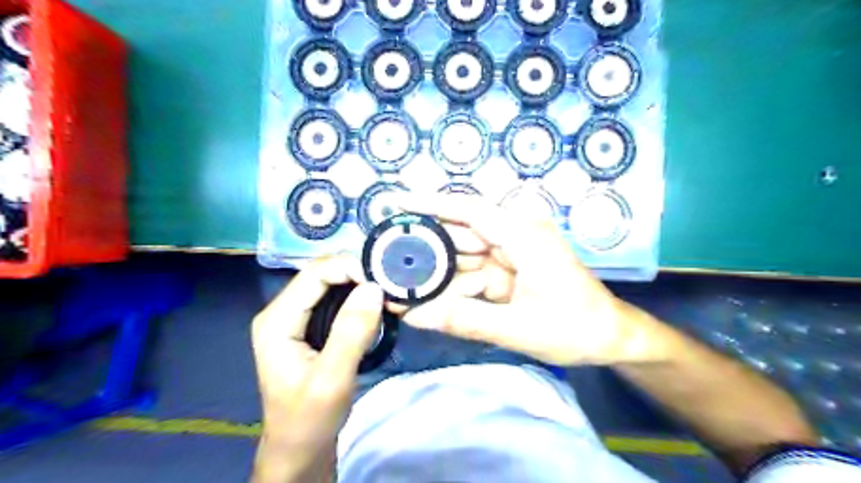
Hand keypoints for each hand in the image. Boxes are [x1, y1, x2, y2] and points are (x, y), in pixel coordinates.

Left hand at [251, 254, 381, 480]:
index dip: (349, 267)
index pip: (314, 273)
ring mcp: (294, 317)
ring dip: (358, 283)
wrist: (299, 448)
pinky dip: (355, 295)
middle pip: (320, 273)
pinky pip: (333, 298)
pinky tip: (373, 303)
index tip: (383, 279)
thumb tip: (374, 288)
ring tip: (385, 290)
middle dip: (356, 273)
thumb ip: (351, 332)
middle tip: (388, 283)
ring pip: (329, 283)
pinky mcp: (307, 326)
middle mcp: (281, 311)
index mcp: (277, 320)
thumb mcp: (333, 379)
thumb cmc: (311, 418)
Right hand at [393, 193, 668, 366]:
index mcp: (523, 235)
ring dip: (438, 275)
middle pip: (461, 235)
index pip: (469, 210)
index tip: (396, 202)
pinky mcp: (511, 269)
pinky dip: (455, 287)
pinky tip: (431, 301)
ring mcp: (513, 252)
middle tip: (386, 263)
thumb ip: (465, 319)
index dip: (431, 204)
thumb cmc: (575, 327)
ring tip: (401, 287)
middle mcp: (516, 235)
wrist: (611, 337)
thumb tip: (414, 315)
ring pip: (465, 257)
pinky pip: (475, 273)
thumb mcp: (518, 327)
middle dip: (426, 251)